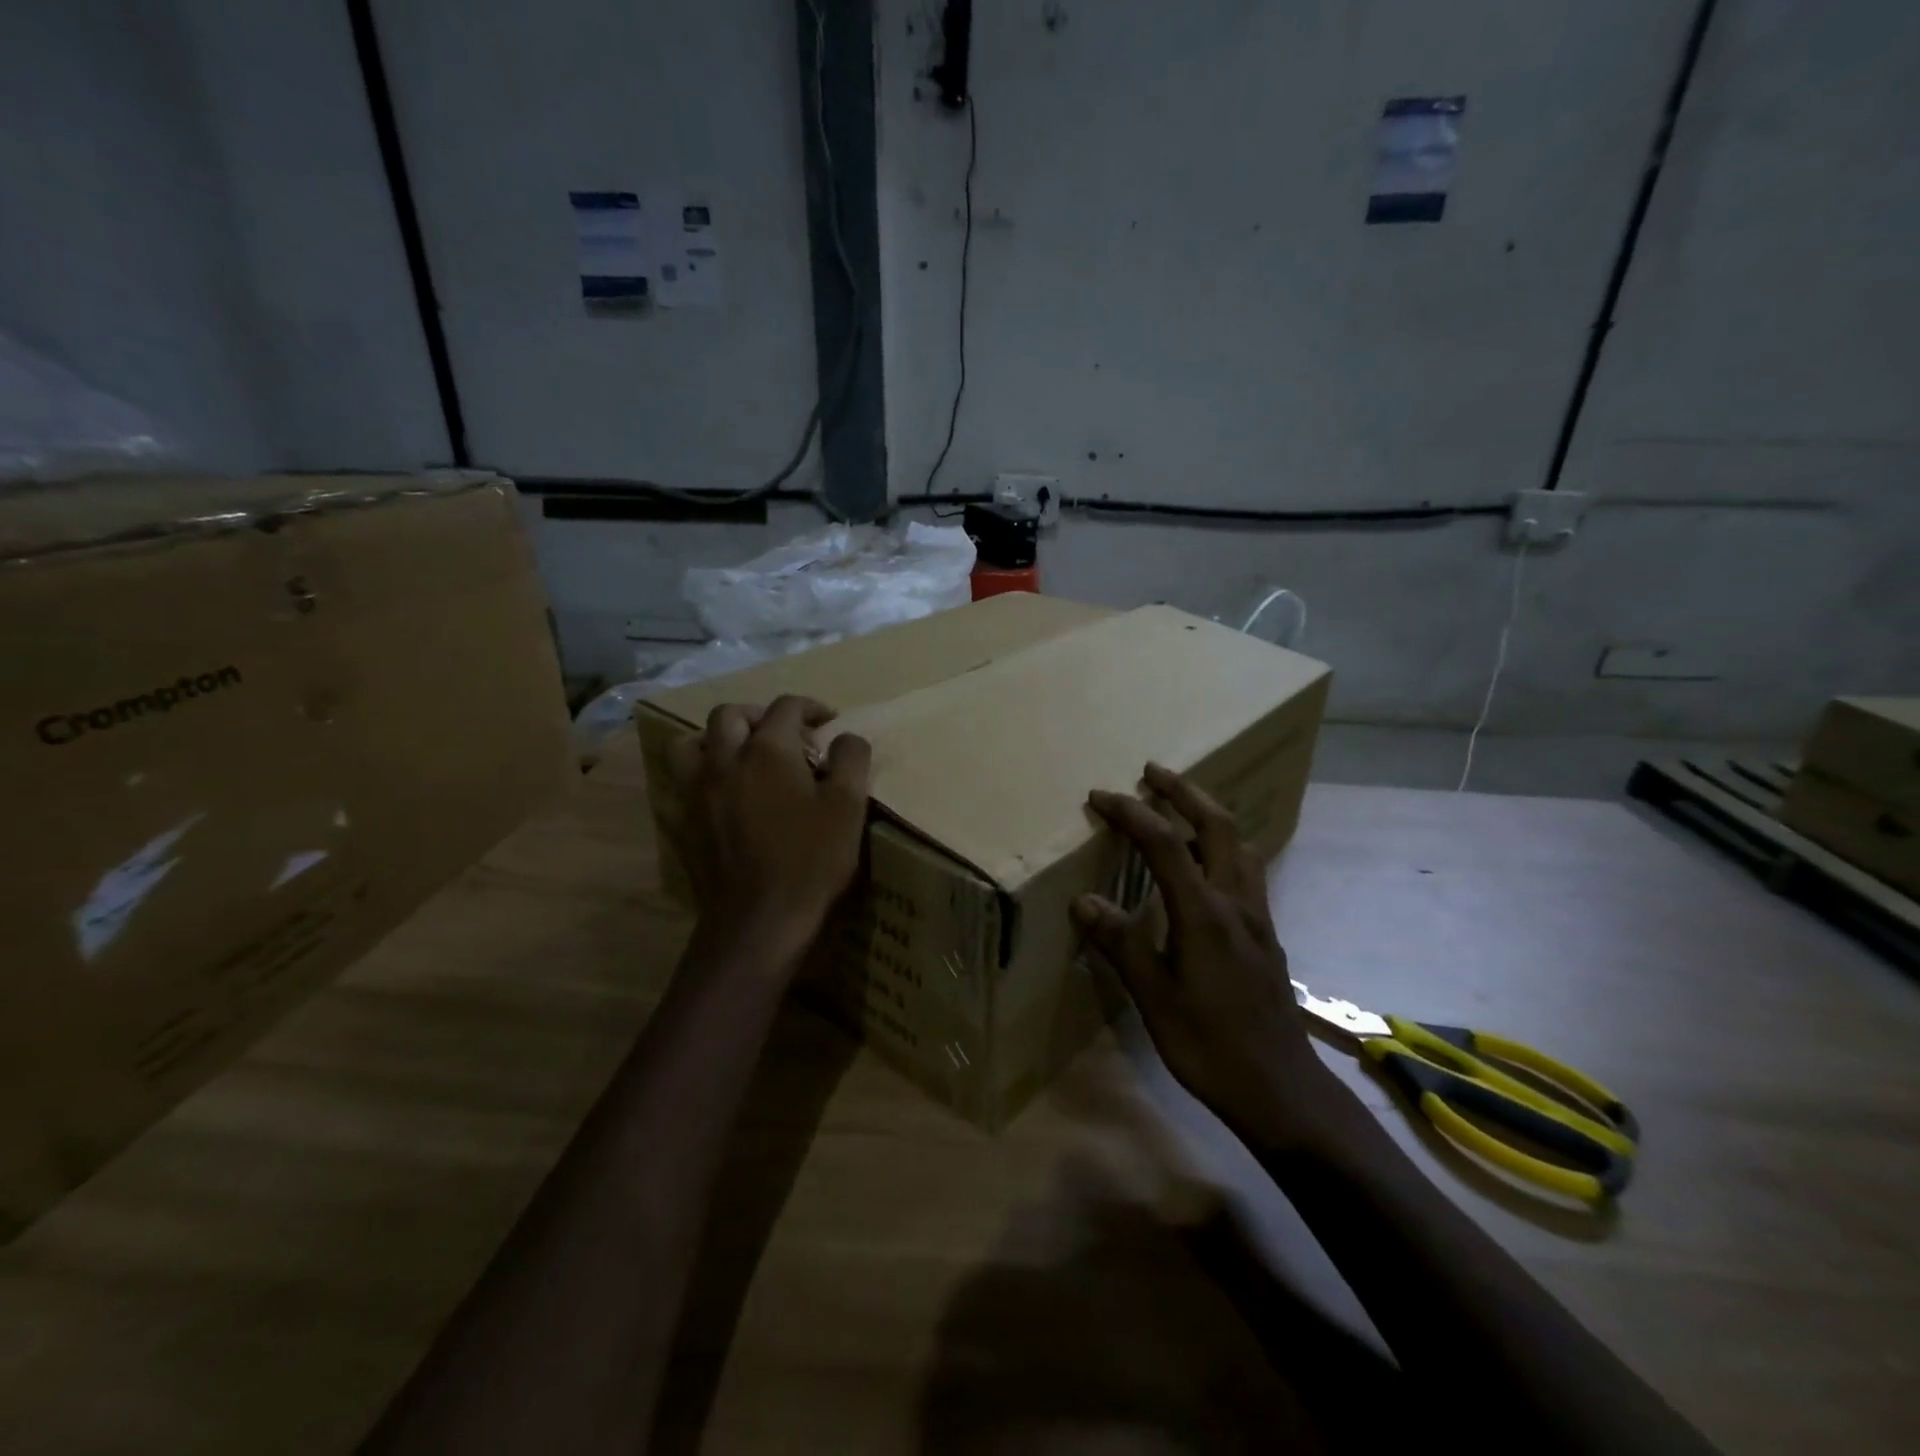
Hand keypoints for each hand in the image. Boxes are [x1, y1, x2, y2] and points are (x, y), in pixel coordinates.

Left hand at [668, 695, 872, 960]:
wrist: (758, 920)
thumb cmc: (810, 860)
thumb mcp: (848, 807)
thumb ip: (851, 760)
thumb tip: (846, 737)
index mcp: (767, 751)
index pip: (786, 707)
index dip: (811, 707)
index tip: (828, 722)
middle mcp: (724, 760)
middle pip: (731, 714)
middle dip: (760, 715)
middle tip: (785, 734)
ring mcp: (697, 791)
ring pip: (691, 742)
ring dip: (717, 738)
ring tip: (741, 753)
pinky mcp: (684, 821)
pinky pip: (681, 782)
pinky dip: (699, 774)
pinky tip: (720, 792)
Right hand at [1074, 764, 1344, 1144]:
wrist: (1281, 1090)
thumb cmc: (1210, 1046)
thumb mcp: (1154, 999)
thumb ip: (1121, 944)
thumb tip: (1083, 900)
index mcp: (1205, 914)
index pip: (1166, 844)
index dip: (1132, 813)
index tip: (1100, 796)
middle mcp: (1236, 903)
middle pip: (1217, 826)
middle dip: (1184, 791)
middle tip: (1153, 771)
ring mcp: (1257, 917)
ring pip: (1239, 845)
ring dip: (1209, 814)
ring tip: (1180, 804)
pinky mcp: (1265, 935)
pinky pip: (1246, 870)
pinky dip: (1223, 846)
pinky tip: (1205, 864)